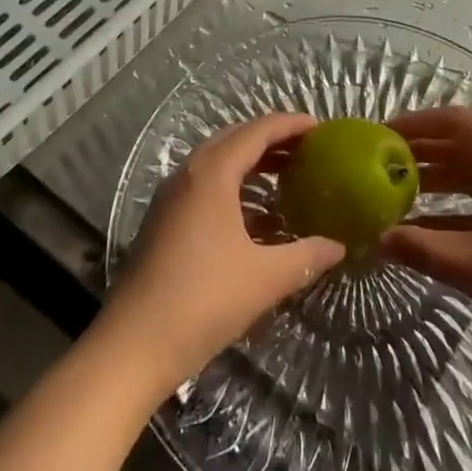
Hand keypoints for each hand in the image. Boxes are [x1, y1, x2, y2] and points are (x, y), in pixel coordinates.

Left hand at [99, 113, 344, 391]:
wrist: (133, 345)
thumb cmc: (203, 301)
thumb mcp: (264, 278)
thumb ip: (306, 256)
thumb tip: (338, 246)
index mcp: (212, 174)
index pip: (257, 131)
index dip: (290, 125)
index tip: (320, 128)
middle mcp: (189, 174)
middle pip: (235, 138)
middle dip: (271, 138)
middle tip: (307, 149)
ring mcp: (171, 196)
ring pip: (217, 161)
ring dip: (251, 160)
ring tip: (286, 174)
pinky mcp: (163, 219)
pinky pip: (204, 183)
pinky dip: (233, 182)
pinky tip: (253, 211)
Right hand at [381, 107, 471, 368]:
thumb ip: (422, 249)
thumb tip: (377, 238)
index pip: (456, 122)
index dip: (417, 123)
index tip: (380, 135)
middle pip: (463, 146)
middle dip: (421, 151)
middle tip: (379, 164)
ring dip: (435, 181)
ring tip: (394, 193)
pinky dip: (453, 210)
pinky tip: (425, 232)